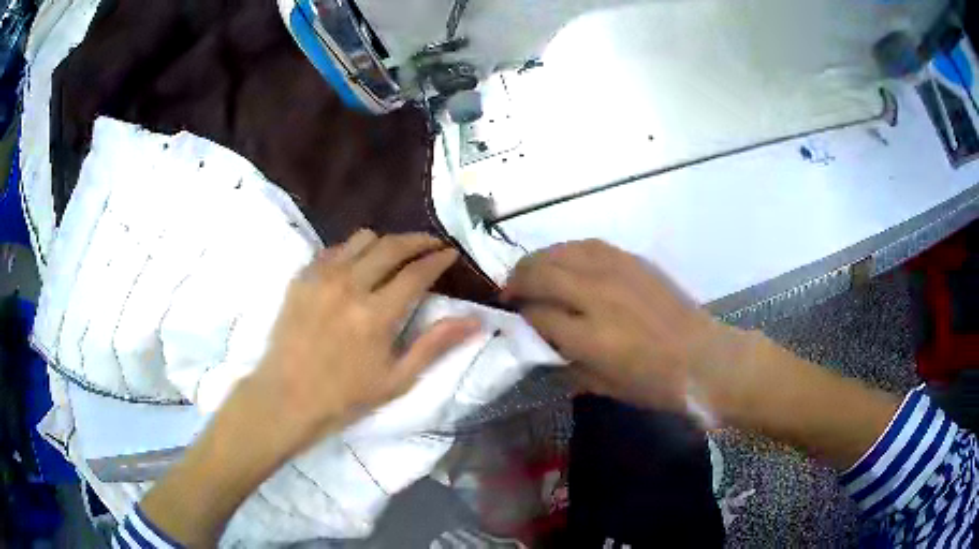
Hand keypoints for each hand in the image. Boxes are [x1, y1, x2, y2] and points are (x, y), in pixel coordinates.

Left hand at [245, 229, 480, 454]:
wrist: (287, 397)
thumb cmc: (345, 396)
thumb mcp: (397, 379)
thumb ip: (435, 345)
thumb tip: (475, 321)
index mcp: (376, 315)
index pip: (417, 273)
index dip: (438, 259)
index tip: (450, 252)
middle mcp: (349, 287)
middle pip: (392, 246)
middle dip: (418, 240)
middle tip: (431, 244)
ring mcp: (321, 278)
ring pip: (362, 239)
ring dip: (385, 243)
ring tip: (394, 255)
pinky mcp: (302, 277)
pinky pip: (334, 249)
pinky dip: (353, 250)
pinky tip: (357, 265)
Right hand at [503, 240, 751, 424]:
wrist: (705, 358)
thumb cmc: (656, 384)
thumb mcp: (605, 387)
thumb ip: (569, 364)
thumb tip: (545, 344)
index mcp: (591, 337)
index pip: (538, 315)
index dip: (521, 315)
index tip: (513, 318)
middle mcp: (599, 297)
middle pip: (543, 274)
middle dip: (518, 280)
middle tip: (510, 292)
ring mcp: (618, 273)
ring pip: (564, 252)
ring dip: (539, 260)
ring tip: (531, 271)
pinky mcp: (634, 262)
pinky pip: (590, 246)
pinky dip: (569, 251)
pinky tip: (565, 261)